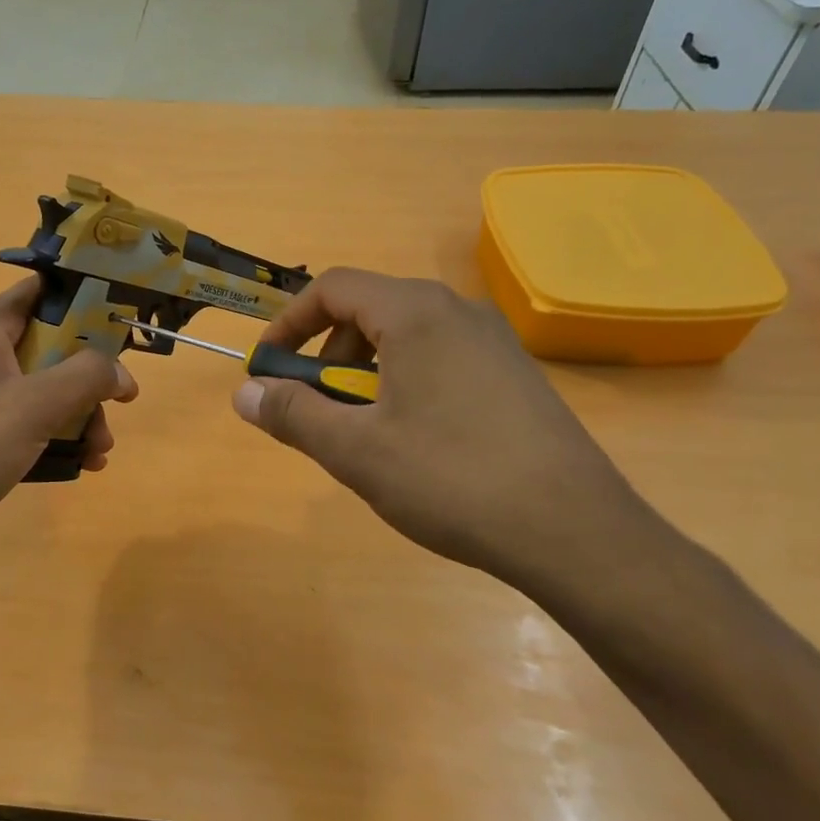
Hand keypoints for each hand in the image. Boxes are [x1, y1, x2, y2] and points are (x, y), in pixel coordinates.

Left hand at [0, 276, 138, 589]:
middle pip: (52, 344)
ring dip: (80, 414)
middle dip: (91, 375)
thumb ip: (87, 376)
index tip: (125, 320)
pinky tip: (83, 464)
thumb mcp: (36, 404)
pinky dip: (57, 435)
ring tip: (102, 450)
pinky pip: (29, 421)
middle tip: (123, 401)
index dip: (87, 298)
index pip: (43, 290)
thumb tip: (122, 372)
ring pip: (45, 388)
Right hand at [231, 268, 662, 603]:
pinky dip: (403, 384)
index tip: (266, 370)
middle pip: (368, 310)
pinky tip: (413, 442)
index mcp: (417, 313)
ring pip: (405, 337)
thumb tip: (243, 393)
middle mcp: (458, 311)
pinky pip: (439, 359)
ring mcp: (494, 341)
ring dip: (364, 373)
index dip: (287, 323)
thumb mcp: (355, 450)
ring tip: (362, 432)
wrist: (576, 532)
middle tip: (315, 409)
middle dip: (325, 356)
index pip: (332, 288)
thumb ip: (292, 414)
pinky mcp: (515, 374)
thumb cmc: (451, 480)